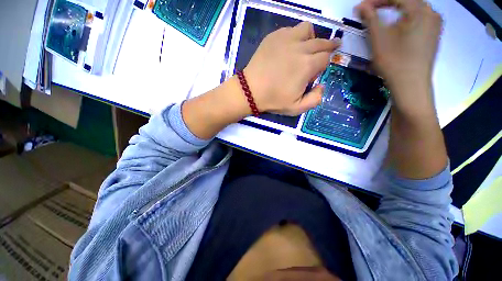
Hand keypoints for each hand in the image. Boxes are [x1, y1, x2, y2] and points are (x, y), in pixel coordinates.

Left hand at [244, 22, 340, 115]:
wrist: (250, 91)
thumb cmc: (273, 100)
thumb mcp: (296, 108)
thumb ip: (315, 99)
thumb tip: (321, 85)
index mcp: (307, 65)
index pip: (326, 58)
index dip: (324, 64)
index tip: (316, 71)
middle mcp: (300, 48)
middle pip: (321, 42)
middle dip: (328, 45)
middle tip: (332, 46)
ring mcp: (286, 39)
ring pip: (307, 29)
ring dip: (311, 37)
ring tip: (307, 46)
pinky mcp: (274, 37)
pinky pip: (290, 30)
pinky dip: (295, 36)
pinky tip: (289, 47)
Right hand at [356, 0, 442, 115]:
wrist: (410, 85)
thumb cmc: (394, 61)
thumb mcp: (378, 38)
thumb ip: (370, 18)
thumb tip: (361, 6)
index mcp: (419, 10)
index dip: (376, 0)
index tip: (361, 7)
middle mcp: (431, 12)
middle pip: (406, 1)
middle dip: (386, 4)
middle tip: (370, 11)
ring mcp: (435, 24)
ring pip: (413, 9)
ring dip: (396, 11)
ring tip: (382, 18)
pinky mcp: (434, 34)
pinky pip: (419, 19)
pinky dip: (406, 19)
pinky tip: (398, 26)